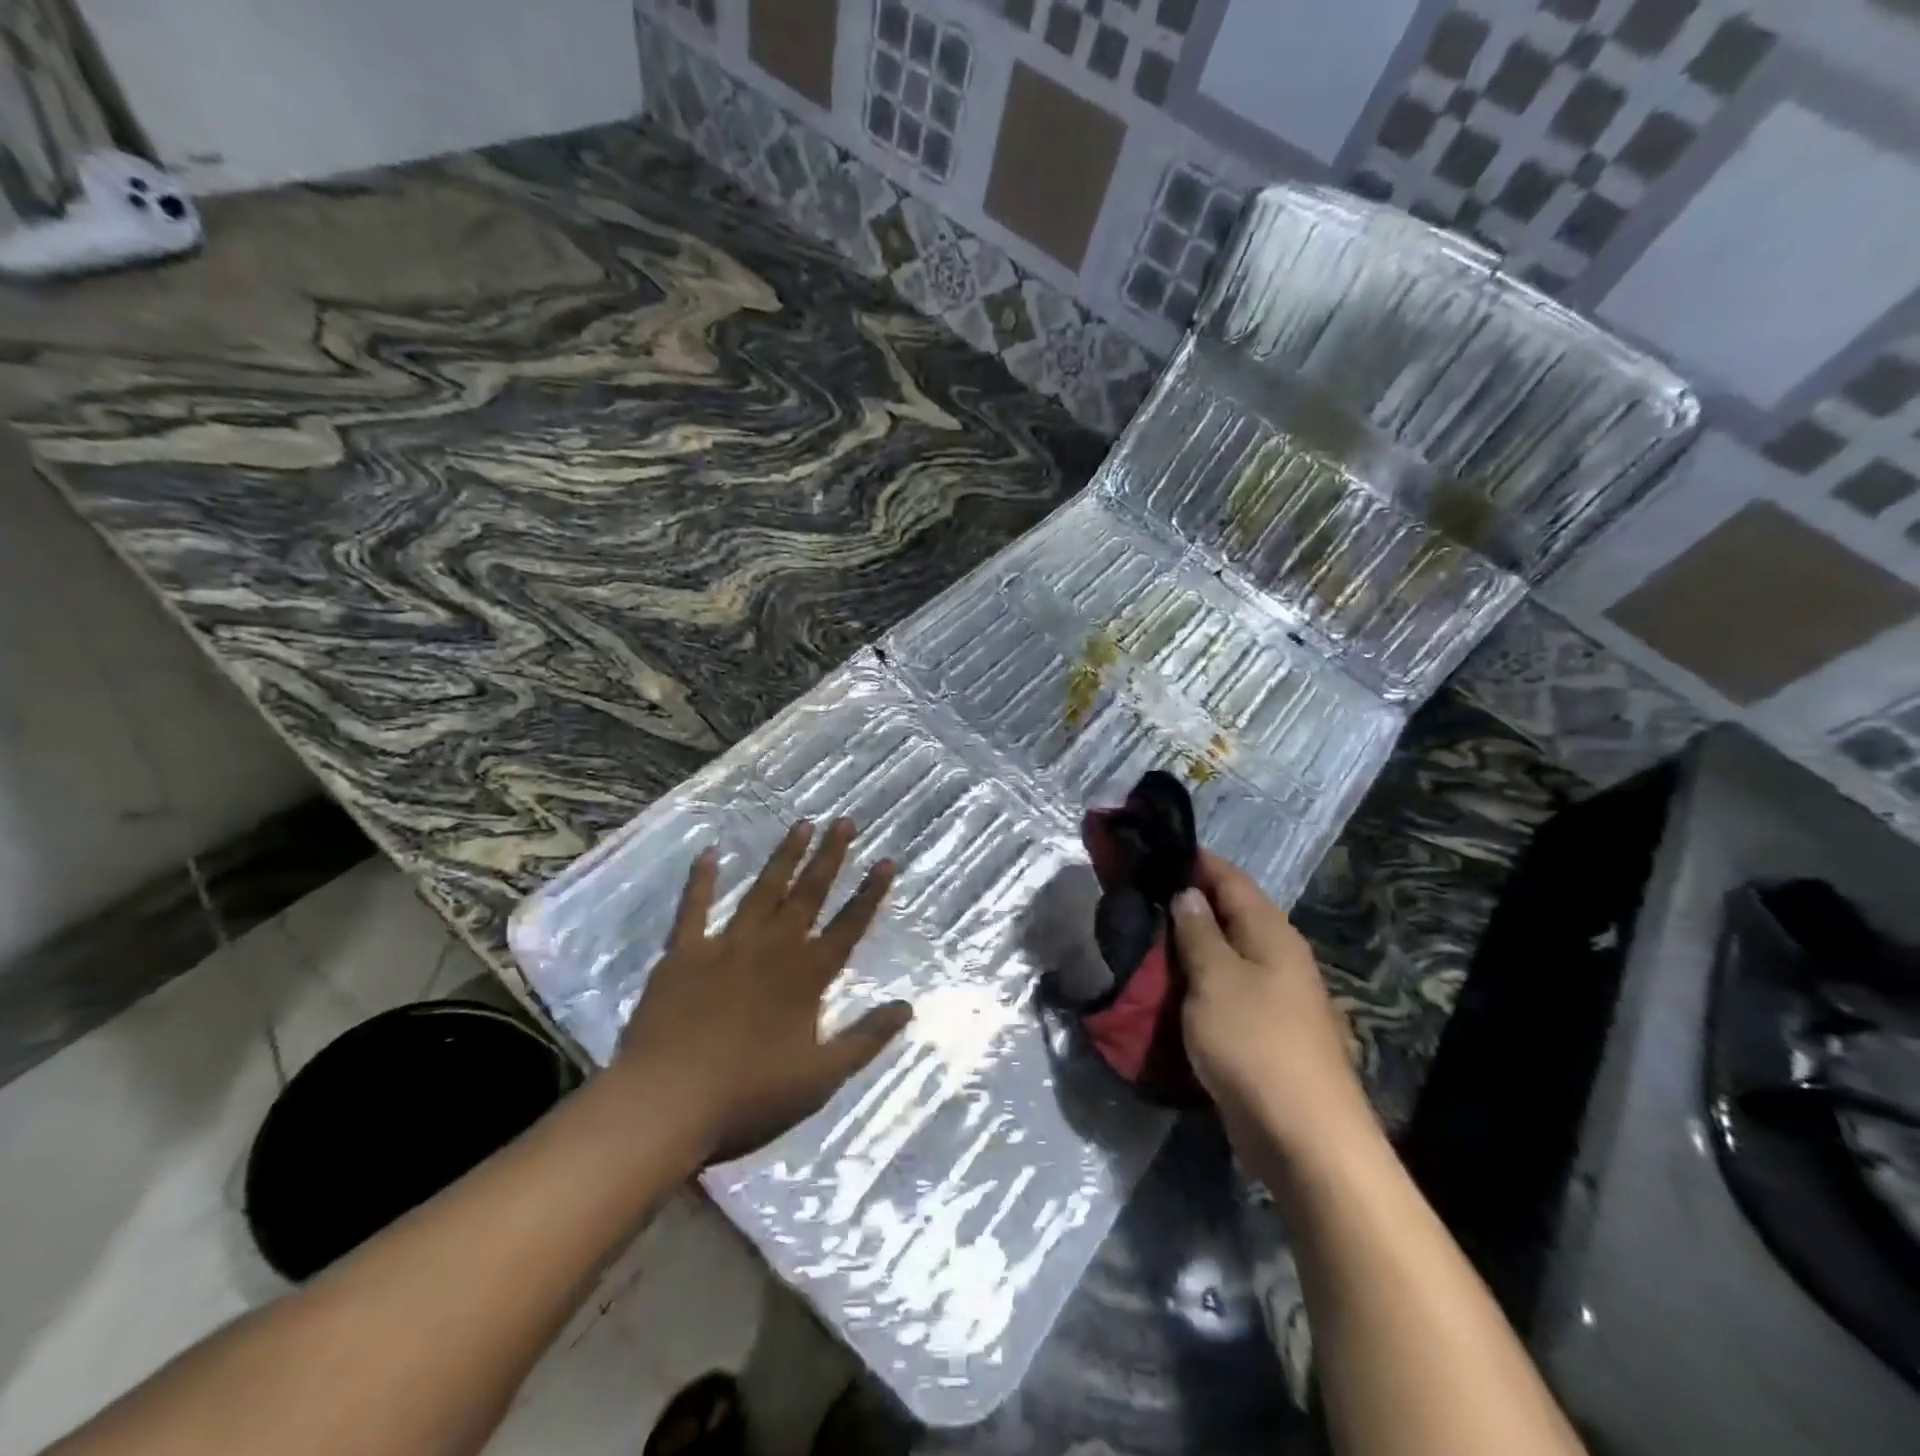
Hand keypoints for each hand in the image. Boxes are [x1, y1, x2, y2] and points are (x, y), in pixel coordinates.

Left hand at [612, 819, 911, 1164]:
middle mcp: (772, 949)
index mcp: (806, 976)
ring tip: (801, 824)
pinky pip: (694, 909)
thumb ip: (866, 1039)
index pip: (849, 926)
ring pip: (762, 891)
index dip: (870, 894)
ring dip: (783, 857)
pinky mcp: (684, 955)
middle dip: (830, 857)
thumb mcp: (821, 1077)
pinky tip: (709, 854)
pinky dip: (701, 881)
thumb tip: (907, 1007)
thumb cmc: (750, 1096)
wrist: (666, 1104)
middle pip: (808, 895)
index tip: (886, 860)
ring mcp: (726, 946)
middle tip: (844, 821)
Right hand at [1171, 851, 1372, 1161]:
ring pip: (1226, 954)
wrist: (1304, 1137)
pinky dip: (1198, 980)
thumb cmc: (1255, 1043)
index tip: (1153, 851)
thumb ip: (1199, 933)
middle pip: (1229, 914)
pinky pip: (1226, 989)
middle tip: (1137, 896)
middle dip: (1187, 903)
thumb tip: (1188, 894)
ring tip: (1144, 937)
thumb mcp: (1216, 979)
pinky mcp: (1266, 1031)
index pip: (1230, 878)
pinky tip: (1170, 986)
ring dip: (1190, 944)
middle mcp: (1279, 957)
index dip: (1194, 861)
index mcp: (1271, 933)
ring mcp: (1276, 996)